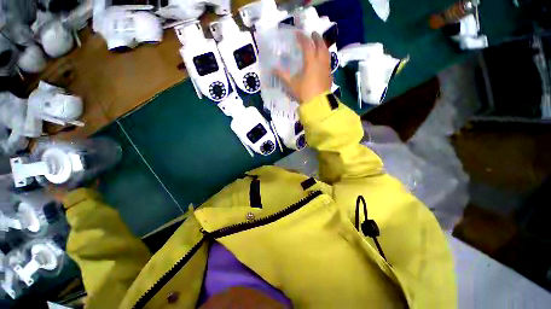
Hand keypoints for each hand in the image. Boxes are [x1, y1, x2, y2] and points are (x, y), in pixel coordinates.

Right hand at [274, 32, 331, 103]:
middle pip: (321, 45)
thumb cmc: (304, 93)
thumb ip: (283, 75)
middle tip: (312, 34)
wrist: (318, 104)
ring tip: (319, 44)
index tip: (298, 34)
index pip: (307, 45)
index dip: (302, 38)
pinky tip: (322, 60)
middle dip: (316, 38)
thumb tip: (273, 68)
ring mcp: (326, 68)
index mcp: (311, 61)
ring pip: (326, 52)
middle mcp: (320, 61)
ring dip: (323, 45)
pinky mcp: (329, 75)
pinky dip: (325, 56)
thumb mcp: (291, 84)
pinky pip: (328, 61)